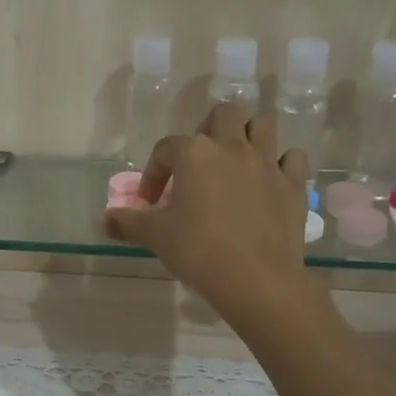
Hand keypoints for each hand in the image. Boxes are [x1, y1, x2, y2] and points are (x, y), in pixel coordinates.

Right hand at [103, 103, 314, 325]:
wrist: (257, 279)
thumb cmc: (199, 251)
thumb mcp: (156, 237)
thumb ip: (127, 223)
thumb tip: (102, 219)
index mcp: (194, 153)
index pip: (166, 148)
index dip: (154, 172)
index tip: (150, 201)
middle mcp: (232, 147)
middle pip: (222, 115)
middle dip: (207, 131)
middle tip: (198, 163)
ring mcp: (267, 162)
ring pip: (261, 125)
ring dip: (247, 136)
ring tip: (234, 162)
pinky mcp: (293, 184)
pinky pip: (292, 158)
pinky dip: (281, 163)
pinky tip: (269, 181)